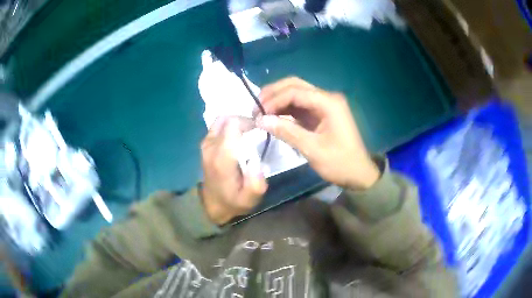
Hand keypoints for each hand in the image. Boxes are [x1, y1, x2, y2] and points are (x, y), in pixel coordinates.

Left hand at [200, 117, 267, 224]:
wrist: (212, 205)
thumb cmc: (233, 201)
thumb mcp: (249, 200)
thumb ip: (256, 184)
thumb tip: (258, 163)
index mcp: (222, 158)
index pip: (233, 125)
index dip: (249, 122)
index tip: (261, 129)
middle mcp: (211, 147)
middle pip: (227, 119)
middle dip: (244, 120)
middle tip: (256, 130)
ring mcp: (206, 145)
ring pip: (221, 120)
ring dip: (235, 122)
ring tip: (247, 132)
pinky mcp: (205, 145)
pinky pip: (216, 127)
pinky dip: (228, 126)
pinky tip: (237, 136)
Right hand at [256, 77, 379, 189]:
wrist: (358, 174)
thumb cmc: (339, 163)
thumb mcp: (312, 149)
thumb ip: (286, 131)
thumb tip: (260, 120)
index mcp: (328, 102)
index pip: (295, 91)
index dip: (273, 100)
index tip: (257, 114)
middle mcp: (327, 97)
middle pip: (295, 85)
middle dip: (273, 93)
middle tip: (256, 108)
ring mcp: (324, 104)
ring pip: (296, 93)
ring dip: (278, 100)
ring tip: (260, 113)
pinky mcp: (321, 113)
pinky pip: (300, 105)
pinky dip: (285, 109)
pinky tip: (273, 116)